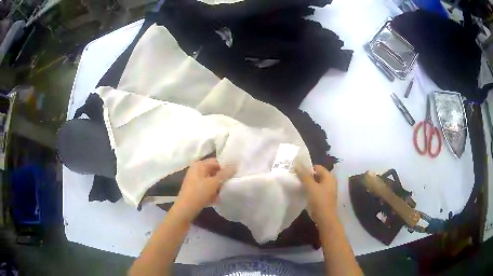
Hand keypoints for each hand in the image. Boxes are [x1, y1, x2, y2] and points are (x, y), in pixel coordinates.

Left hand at [174, 158, 234, 221]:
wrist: (186, 208)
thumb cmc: (199, 192)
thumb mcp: (214, 183)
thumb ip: (224, 174)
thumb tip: (234, 166)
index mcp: (199, 165)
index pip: (216, 161)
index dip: (225, 167)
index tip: (234, 174)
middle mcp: (196, 170)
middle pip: (213, 171)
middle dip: (222, 177)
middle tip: (231, 183)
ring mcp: (194, 180)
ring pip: (210, 180)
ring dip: (218, 186)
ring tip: (224, 191)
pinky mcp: (195, 189)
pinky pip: (206, 187)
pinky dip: (212, 191)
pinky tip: (217, 198)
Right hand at [297, 165, 337, 224]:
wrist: (325, 218)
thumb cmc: (319, 201)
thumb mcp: (310, 187)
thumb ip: (304, 175)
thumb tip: (297, 164)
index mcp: (329, 176)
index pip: (317, 167)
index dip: (307, 168)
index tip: (297, 171)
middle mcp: (330, 181)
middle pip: (317, 175)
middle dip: (306, 176)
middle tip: (295, 178)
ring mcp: (328, 190)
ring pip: (316, 183)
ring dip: (308, 183)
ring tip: (297, 185)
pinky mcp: (325, 197)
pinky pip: (316, 190)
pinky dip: (310, 190)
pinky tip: (303, 193)